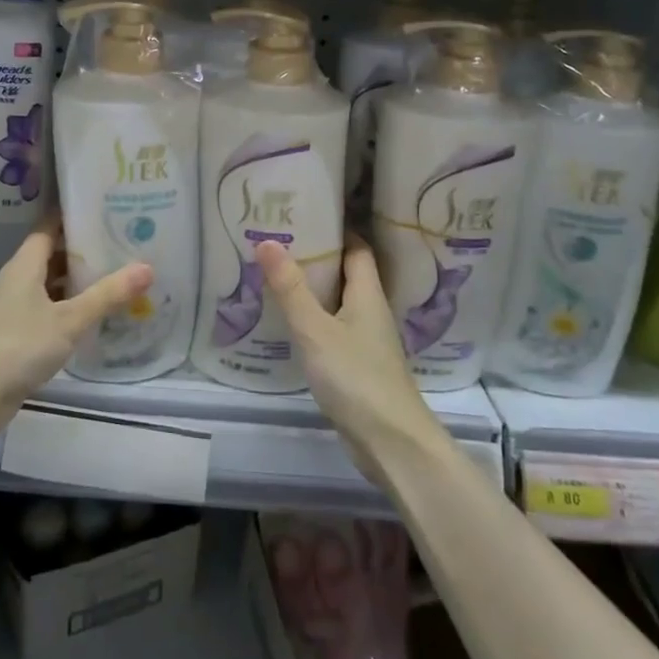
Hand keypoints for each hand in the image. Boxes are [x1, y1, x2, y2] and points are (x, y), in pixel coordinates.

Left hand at [0, 225, 152, 446]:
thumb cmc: (17, 345)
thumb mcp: (69, 319)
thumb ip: (107, 295)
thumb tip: (147, 268)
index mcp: (25, 265)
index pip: (50, 226)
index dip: (75, 216)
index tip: (107, 209)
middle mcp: (18, 280)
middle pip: (53, 255)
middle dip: (85, 250)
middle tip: (124, 244)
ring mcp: (15, 309)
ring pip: (52, 285)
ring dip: (79, 283)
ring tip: (119, 277)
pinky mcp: (17, 335)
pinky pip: (49, 312)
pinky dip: (70, 310)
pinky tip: (96, 317)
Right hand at [256, 237, 444, 485]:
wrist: (391, 444)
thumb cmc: (356, 378)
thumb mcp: (315, 330)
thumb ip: (291, 289)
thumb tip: (266, 241)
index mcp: (368, 295)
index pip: (357, 249)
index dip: (336, 229)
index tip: (304, 214)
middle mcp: (371, 312)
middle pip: (347, 273)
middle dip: (318, 256)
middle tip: (278, 242)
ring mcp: (367, 341)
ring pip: (339, 302)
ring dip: (314, 289)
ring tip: (277, 275)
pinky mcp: (358, 366)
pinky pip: (334, 329)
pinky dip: (314, 319)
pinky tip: (290, 323)